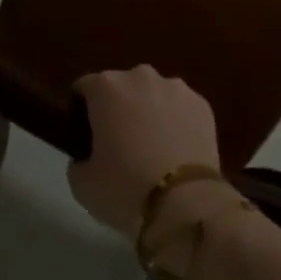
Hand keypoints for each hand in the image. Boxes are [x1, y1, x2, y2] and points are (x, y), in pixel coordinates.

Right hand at [67, 67, 223, 238]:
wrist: (184, 203)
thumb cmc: (124, 188)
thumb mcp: (82, 184)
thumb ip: (78, 161)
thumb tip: (86, 157)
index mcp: (106, 87)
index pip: (84, 88)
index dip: (81, 111)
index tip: (85, 136)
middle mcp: (140, 76)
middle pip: (122, 87)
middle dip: (118, 108)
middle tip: (119, 144)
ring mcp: (175, 87)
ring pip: (154, 94)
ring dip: (149, 111)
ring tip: (153, 148)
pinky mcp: (202, 103)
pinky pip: (181, 108)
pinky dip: (177, 122)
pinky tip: (177, 151)